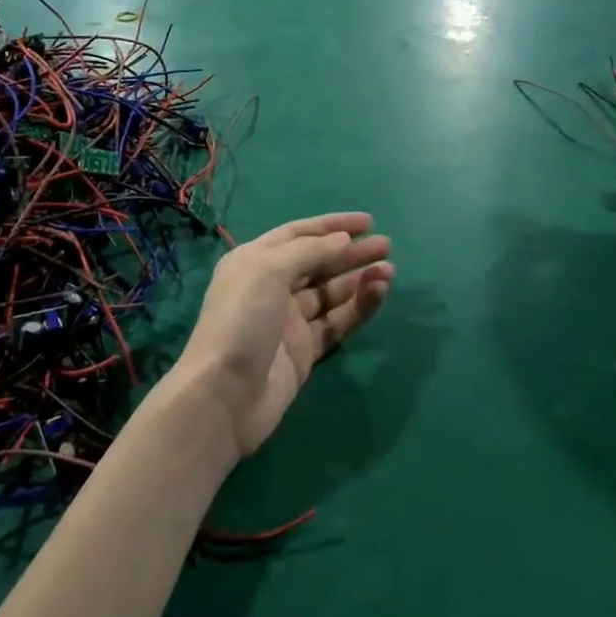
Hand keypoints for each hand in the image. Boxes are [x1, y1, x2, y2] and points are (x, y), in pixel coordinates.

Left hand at [171, 213, 392, 457]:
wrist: (226, 395)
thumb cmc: (242, 319)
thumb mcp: (269, 270)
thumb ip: (309, 251)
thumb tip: (342, 240)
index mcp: (255, 260)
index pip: (298, 234)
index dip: (331, 226)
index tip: (367, 221)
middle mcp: (271, 286)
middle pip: (318, 262)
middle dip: (351, 252)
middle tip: (386, 246)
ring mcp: (289, 320)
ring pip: (331, 292)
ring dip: (359, 279)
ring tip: (389, 270)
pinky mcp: (305, 350)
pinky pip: (337, 321)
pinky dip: (358, 307)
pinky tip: (378, 294)